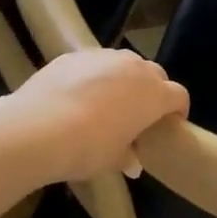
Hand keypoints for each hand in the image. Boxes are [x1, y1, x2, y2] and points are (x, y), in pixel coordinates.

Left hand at [13, 48, 188, 181]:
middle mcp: (134, 68)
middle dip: (153, 91)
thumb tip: (132, 163)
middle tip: (140, 113)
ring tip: (109, 101)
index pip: (179, 96)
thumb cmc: (88, 148)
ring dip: (125, 79)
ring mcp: (103, 57)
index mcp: (154, 94)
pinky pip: (95, 63)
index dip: (178, 111)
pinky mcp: (73, 55)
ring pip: (125, 64)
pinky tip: (79, 95)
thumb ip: (128, 157)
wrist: (37, 129)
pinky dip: (95, 76)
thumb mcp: (113, 159)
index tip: (169, 125)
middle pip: (155, 74)